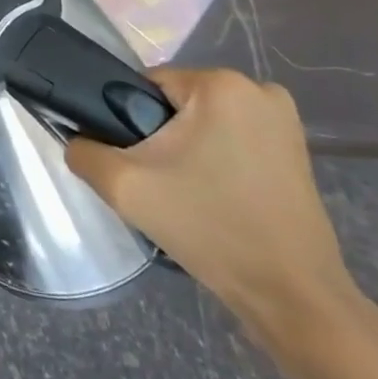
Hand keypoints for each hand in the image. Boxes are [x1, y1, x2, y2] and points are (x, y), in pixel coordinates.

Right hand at [65, 67, 360, 341]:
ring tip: (186, 195)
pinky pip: (234, 140)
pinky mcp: (298, 151)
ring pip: (205, 122)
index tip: (136, 163)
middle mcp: (258, 89)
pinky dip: (218, 160)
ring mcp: (285, 120)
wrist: (290, 295)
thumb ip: (83, 151)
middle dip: (160, 137)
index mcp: (220, 84)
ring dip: (189, 150)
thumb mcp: (123, 186)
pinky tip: (215, 197)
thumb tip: (79, 141)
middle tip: (158, 185)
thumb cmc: (208, 227)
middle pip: (177, 103)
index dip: (129, 122)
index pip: (146, 85)